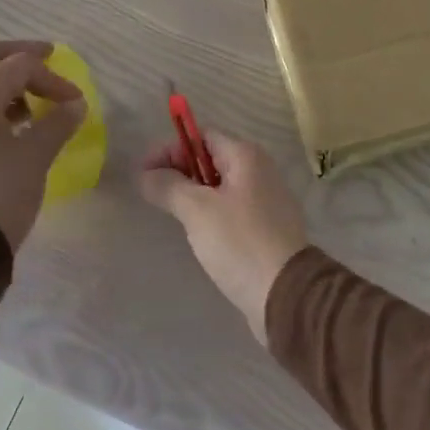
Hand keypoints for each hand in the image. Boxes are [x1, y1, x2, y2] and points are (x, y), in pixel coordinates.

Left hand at [0, 40, 85, 248]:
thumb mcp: (35, 156)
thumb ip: (58, 123)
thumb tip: (74, 105)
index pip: (20, 66)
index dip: (53, 78)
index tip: (75, 100)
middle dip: (18, 57)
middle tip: (47, 60)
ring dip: (2, 83)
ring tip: (30, 106)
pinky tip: (6, 130)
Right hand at [138, 131, 308, 341]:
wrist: (285, 293)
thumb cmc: (239, 242)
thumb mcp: (197, 210)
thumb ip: (168, 185)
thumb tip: (145, 173)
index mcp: (246, 156)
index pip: (202, 136)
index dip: (171, 149)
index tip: (144, 172)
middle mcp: (260, 170)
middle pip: (211, 158)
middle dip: (180, 170)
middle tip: (153, 193)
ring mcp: (267, 198)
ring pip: (221, 185)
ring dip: (194, 192)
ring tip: (171, 212)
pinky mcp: (267, 226)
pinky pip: (232, 207)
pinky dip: (211, 211)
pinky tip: (198, 232)